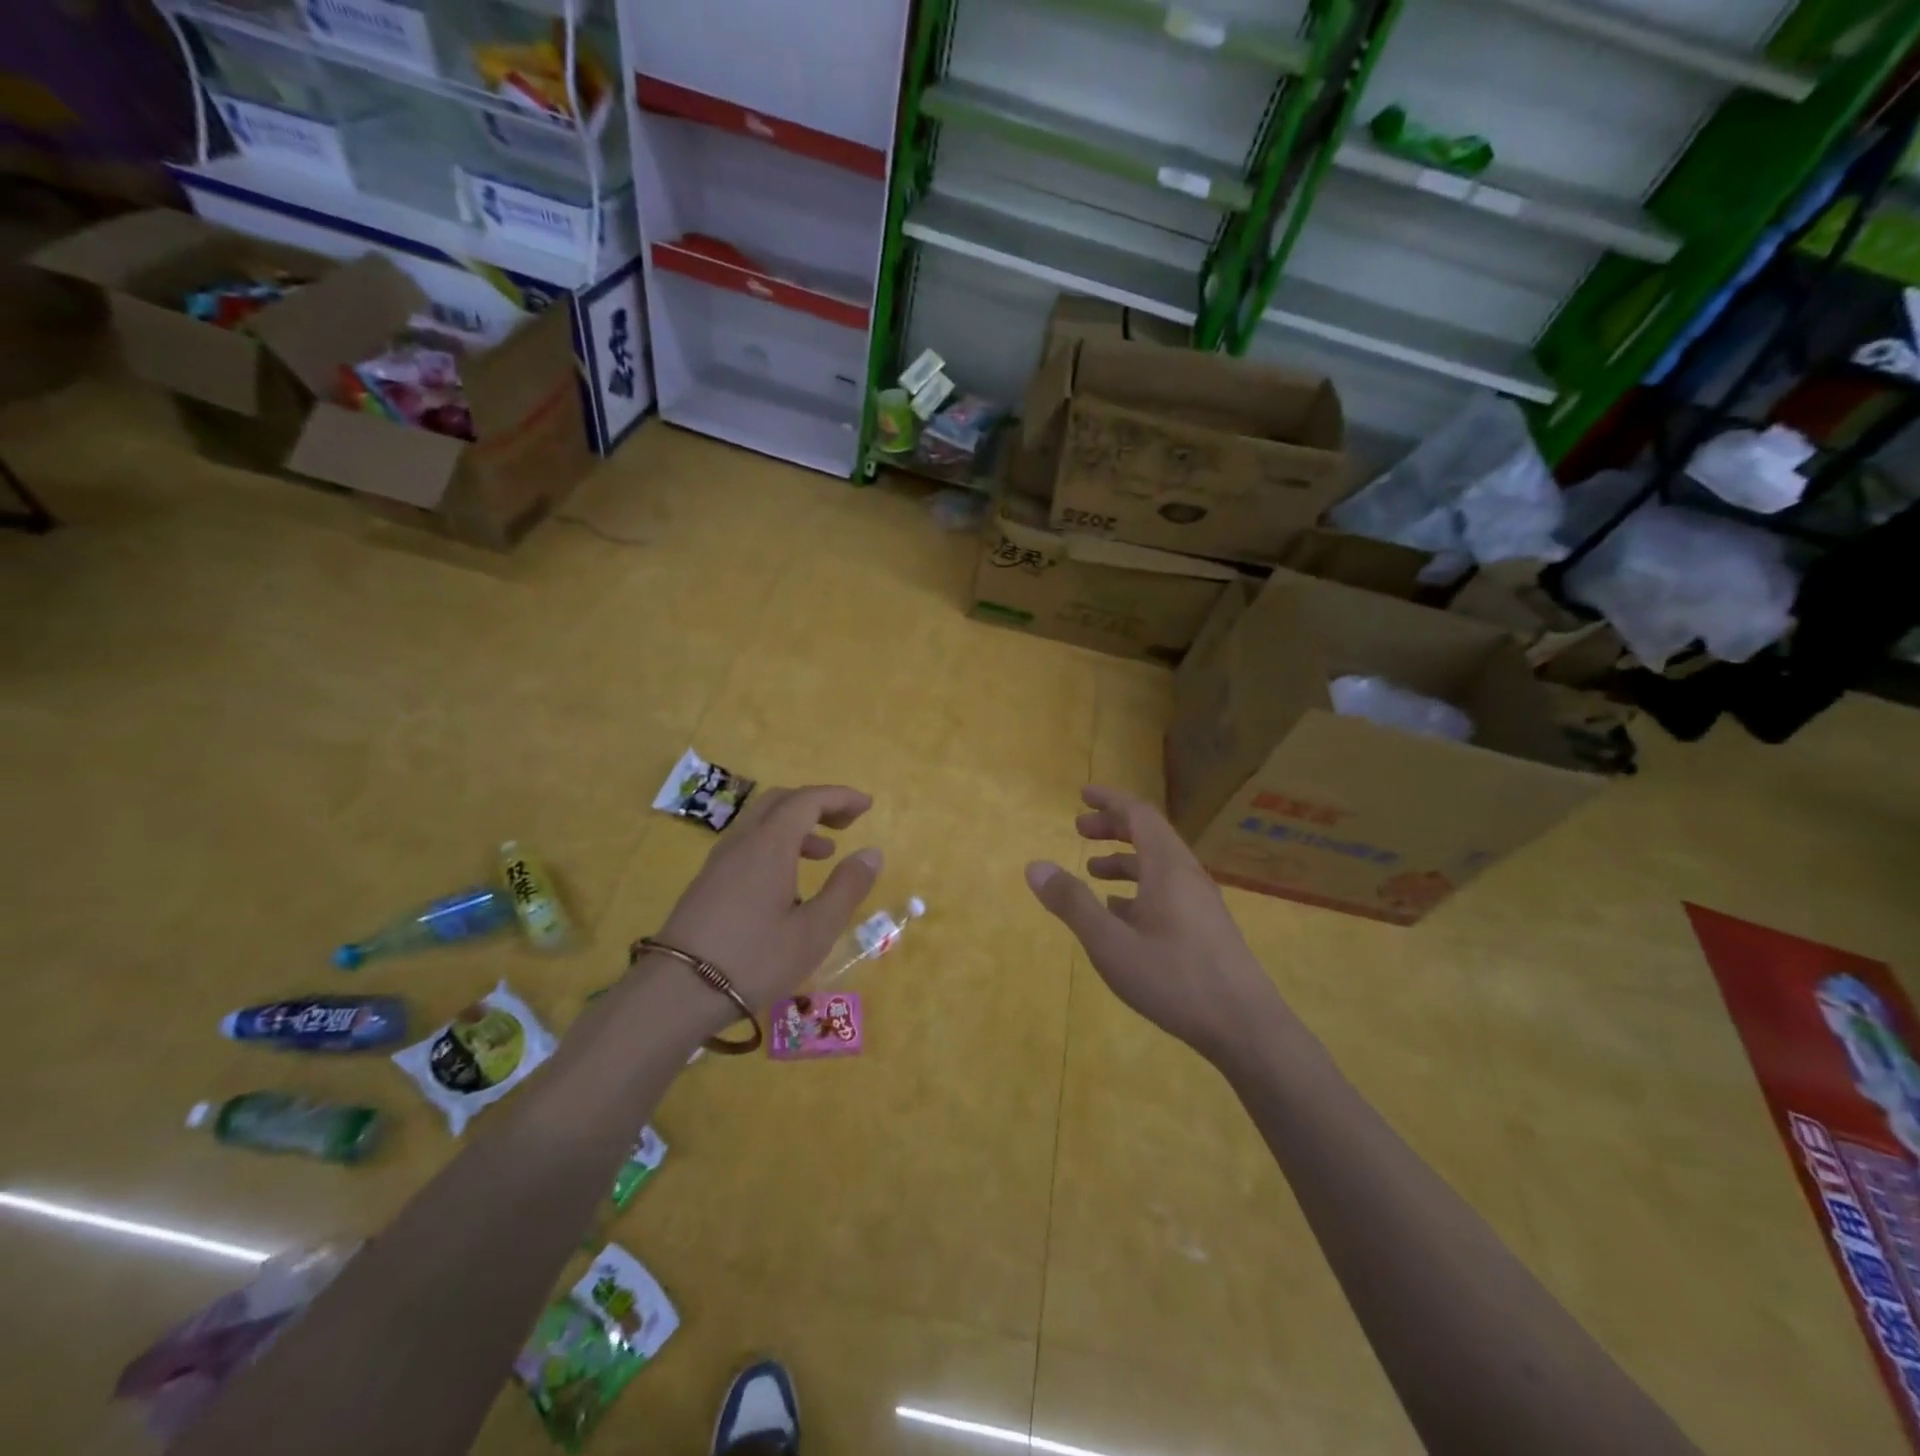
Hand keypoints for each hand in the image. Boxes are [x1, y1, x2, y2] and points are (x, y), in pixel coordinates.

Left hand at [655, 785, 882, 1010]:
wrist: (676, 993)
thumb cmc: (754, 960)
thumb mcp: (814, 930)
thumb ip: (846, 888)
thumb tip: (872, 853)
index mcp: (769, 845)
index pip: (807, 800)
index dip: (840, 797)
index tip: (867, 806)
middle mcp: (742, 842)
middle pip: (781, 802)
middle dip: (817, 804)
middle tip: (846, 824)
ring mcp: (719, 862)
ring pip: (761, 823)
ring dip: (796, 826)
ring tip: (824, 853)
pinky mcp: (707, 883)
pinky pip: (747, 844)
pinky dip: (775, 844)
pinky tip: (787, 882)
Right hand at [1025, 785, 1281, 1063]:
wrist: (1245, 1027)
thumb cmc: (1173, 978)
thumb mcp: (1110, 943)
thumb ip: (1072, 903)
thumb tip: (1035, 866)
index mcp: (1167, 867)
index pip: (1138, 813)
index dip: (1109, 800)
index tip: (1082, 795)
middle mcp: (1188, 875)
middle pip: (1150, 834)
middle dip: (1113, 827)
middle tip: (1079, 830)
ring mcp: (1201, 902)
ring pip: (1159, 864)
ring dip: (1125, 859)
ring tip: (1092, 872)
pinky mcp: (1206, 927)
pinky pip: (1168, 890)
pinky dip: (1139, 887)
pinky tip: (1122, 913)